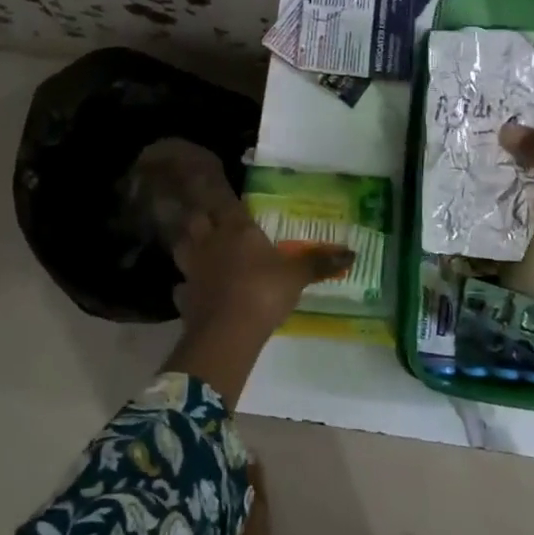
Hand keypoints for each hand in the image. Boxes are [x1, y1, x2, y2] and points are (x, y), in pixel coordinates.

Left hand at [171, 204, 351, 338]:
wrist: (227, 331)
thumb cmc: (264, 291)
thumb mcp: (297, 276)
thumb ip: (319, 263)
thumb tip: (352, 253)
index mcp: (237, 229)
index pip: (228, 204)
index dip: (229, 202)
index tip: (236, 206)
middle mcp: (210, 242)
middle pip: (197, 219)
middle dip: (203, 219)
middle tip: (216, 226)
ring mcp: (192, 268)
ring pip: (182, 247)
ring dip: (189, 247)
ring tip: (202, 254)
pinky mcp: (183, 296)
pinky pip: (182, 286)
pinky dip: (187, 287)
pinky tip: (197, 292)